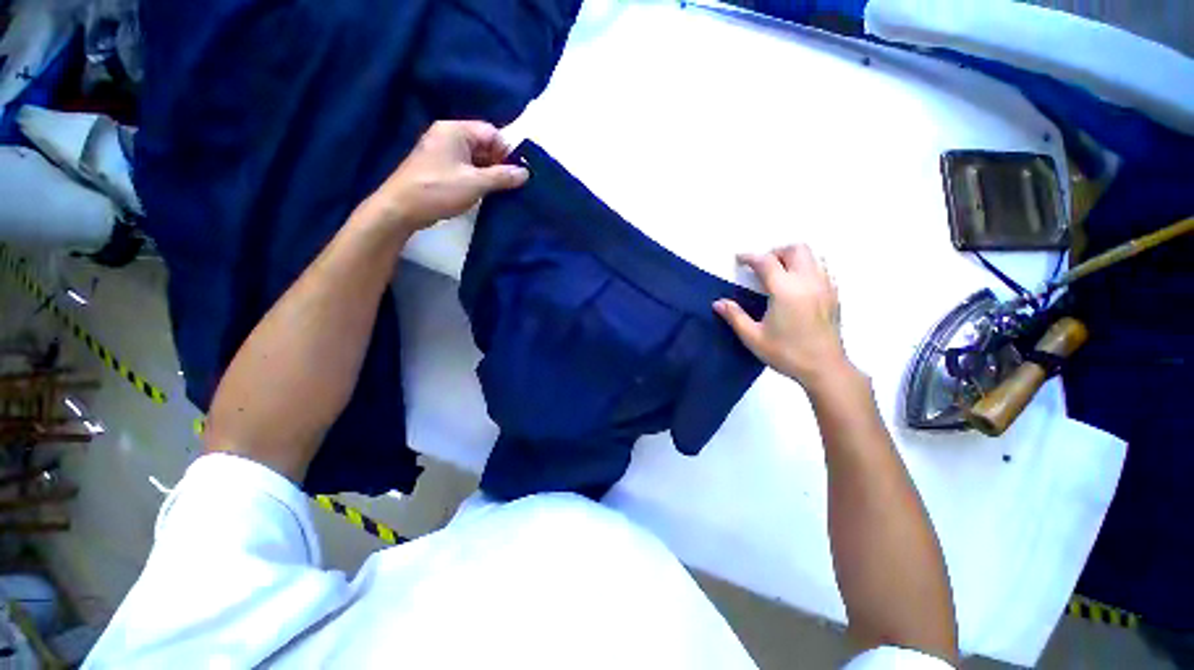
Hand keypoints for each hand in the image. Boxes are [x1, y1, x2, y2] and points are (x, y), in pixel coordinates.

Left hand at [362, 120, 528, 235]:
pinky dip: (478, 178)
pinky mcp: (439, 168)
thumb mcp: (475, 183)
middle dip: (499, 163)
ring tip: (503, 191)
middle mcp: (448, 136)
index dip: (507, 151)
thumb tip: (526, 173)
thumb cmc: (438, 190)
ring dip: (490, 173)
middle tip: (513, 184)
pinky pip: (466, 168)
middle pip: (483, 144)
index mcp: (455, 130)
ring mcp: (442, 152)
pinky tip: (487, 193)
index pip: (491, 132)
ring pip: (475, 158)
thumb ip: (502, 176)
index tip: (518, 172)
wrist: (401, 208)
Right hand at [714, 244, 851, 391]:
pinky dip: (807, 268)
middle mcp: (808, 281)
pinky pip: (822, 269)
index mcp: (785, 290)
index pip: (766, 261)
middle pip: (795, 249)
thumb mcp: (753, 337)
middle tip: (761, 267)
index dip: (750, 257)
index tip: (739, 259)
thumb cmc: (786, 353)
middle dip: (775, 252)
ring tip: (779, 274)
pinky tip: (797, 287)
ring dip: (793, 258)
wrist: (824, 368)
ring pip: (812, 256)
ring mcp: (825, 286)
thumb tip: (718, 303)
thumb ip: (735, 316)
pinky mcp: (834, 295)